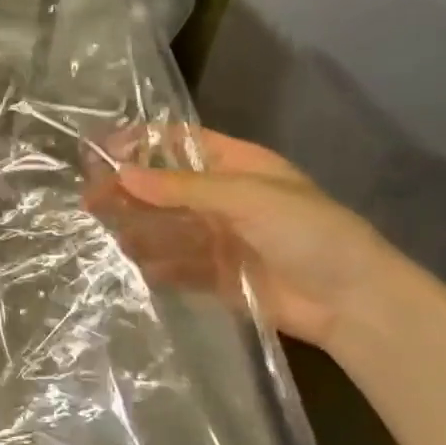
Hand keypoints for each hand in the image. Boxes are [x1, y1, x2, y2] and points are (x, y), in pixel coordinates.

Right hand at [103, 129, 406, 354]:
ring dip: (138, 228)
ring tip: (115, 236)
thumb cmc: (308, 231)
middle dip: (128, 191)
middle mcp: (220, 198)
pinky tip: (141, 266)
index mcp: (235, 164)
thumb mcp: (248, 197)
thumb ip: (183, 188)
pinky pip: (175, 265)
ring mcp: (217, 237)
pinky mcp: (215, 275)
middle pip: (163, 187)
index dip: (140, 143)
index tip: (100, 153)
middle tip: (92, 201)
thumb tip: (122, 174)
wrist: (354, 301)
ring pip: (164, 226)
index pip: (177, 143)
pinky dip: (156, 265)